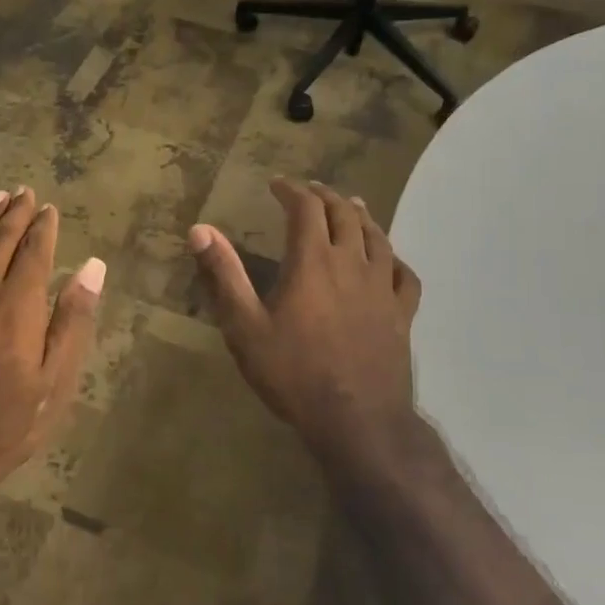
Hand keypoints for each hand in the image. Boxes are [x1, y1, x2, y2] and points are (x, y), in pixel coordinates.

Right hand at [189, 178, 421, 462]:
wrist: (356, 420)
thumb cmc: (293, 373)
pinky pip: (404, 274)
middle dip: (325, 196)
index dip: (291, 190)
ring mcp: (382, 288)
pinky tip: (389, 260)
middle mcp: (352, 264)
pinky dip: (393, 258)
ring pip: (377, 237)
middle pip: (344, 215)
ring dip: (361, 216)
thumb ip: (224, 275)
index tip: (277, 184)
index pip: (305, 209)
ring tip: (352, 206)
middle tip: (310, 190)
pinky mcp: (402, 314)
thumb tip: (200, 230)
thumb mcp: (245, 327)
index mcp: (312, 262)